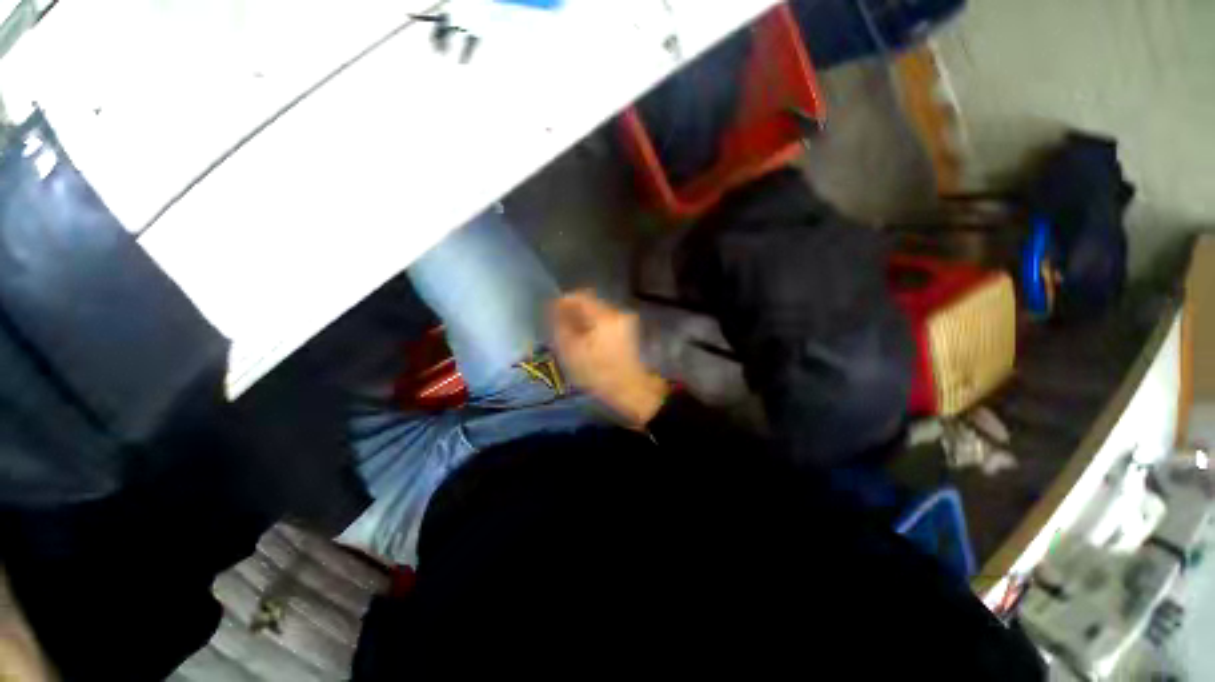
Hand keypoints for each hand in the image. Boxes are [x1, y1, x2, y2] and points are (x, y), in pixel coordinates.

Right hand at [551, 290, 667, 426]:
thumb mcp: (572, 352)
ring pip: (597, 313)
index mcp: (604, 316)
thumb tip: (554, 310)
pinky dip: (594, 327)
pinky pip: (605, 322)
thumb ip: (560, 326)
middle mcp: (617, 313)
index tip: (551, 314)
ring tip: (572, 337)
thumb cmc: (598, 373)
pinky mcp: (628, 331)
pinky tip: (587, 342)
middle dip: (573, 312)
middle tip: (560, 328)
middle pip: (590, 303)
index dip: (563, 302)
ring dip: (583, 320)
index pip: (580, 297)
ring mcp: (625, 321)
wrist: (630, 390)